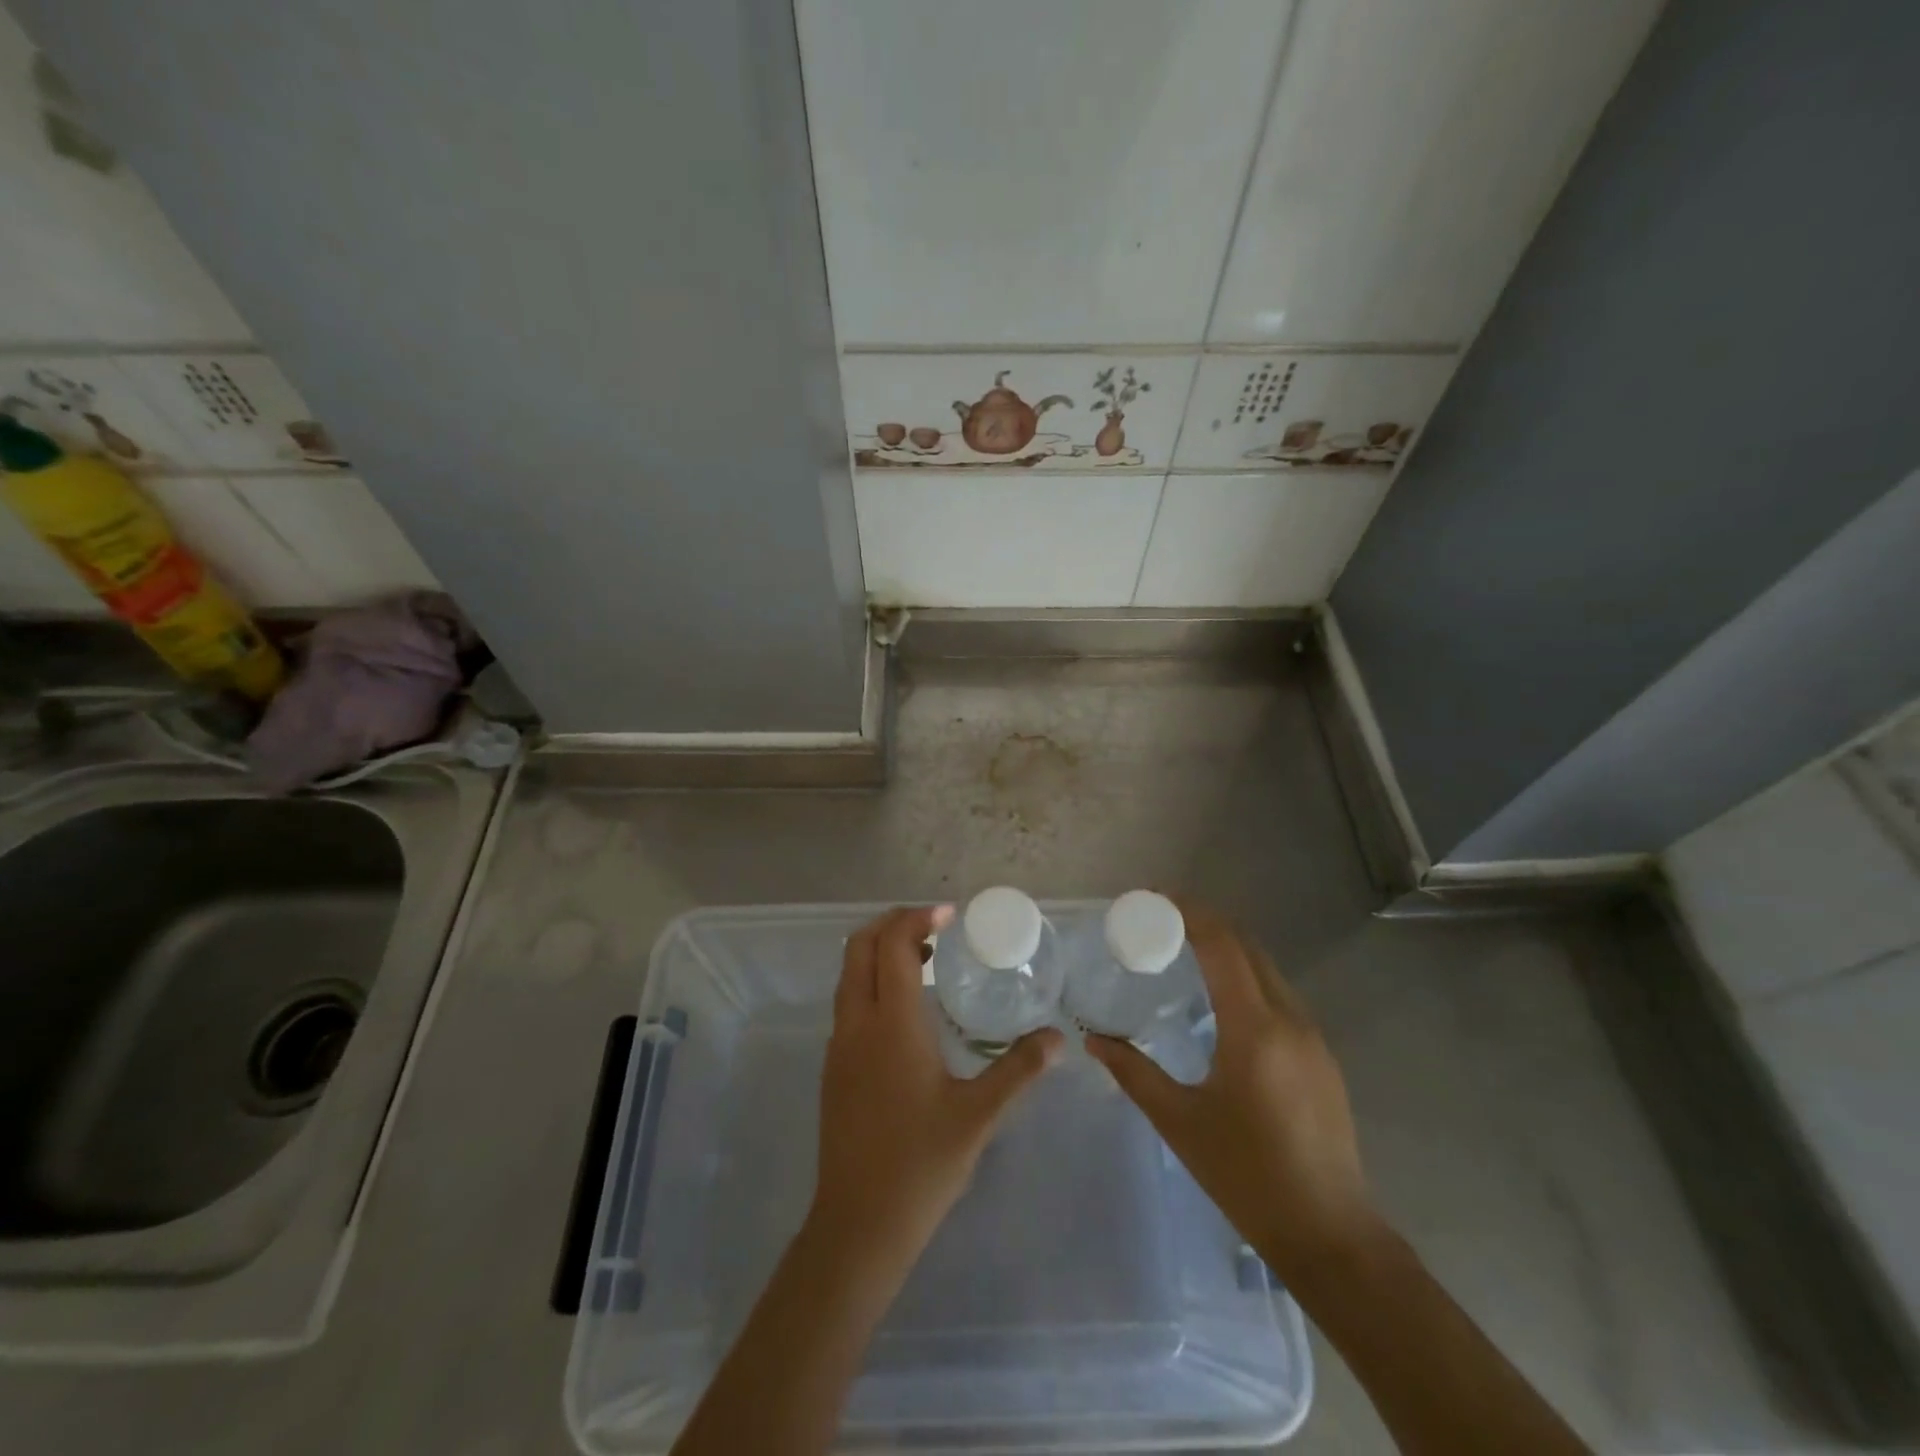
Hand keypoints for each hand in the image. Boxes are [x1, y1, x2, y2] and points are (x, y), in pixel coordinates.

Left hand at [809, 905, 1063, 1271]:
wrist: (858, 1226)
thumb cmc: (921, 1165)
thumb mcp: (978, 1116)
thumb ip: (1019, 1070)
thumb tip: (1058, 1038)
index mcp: (891, 1024)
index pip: (893, 944)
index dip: (918, 918)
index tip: (951, 916)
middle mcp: (857, 1023)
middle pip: (859, 946)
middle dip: (893, 924)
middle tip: (935, 928)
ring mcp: (839, 1046)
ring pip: (849, 974)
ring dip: (880, 953)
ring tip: (926, 961)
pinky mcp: (834, 1068)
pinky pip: (849, 1002)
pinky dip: (872, 982)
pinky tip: (907, 1012)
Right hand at [1086, 901, 1378, 1283]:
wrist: (1330, 1235)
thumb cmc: (1247, 1177)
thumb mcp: (1180, 1122)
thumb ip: (1133, 1072)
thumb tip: (1093, 1039)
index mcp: (1254, 1029)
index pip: (1223, 946)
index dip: (1190, 913)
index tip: (1154, 900)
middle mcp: (1289, 1020)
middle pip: (1247, 947)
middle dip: (1205, 923)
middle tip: (1160, 921)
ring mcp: (1313, 1037)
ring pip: (1267, 969)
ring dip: (1228, 948)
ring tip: (1184, 951)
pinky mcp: (1322, 1056)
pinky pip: (1279, 995)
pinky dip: (1246, 977)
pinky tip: (1221, 999)